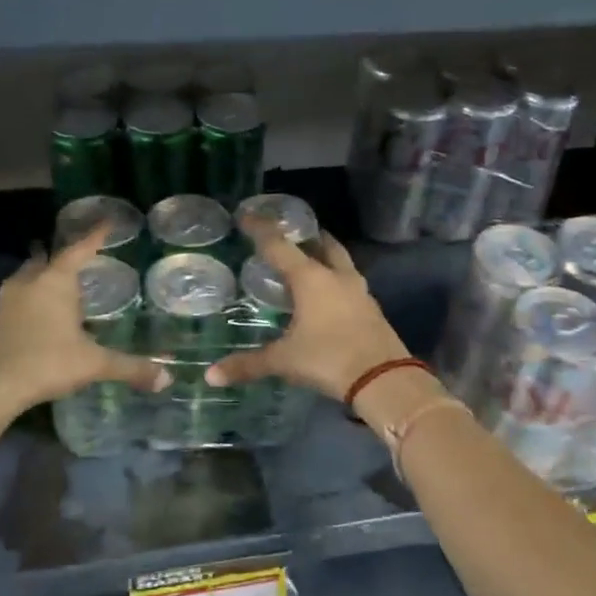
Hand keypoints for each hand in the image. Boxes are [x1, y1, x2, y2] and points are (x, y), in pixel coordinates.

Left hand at [0, 224, 169, 420]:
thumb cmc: (44, 362)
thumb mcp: (93, 365)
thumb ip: (129, 367)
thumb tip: (167, 379)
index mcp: (55, 282)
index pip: (79, 249)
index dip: (95, 236)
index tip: (107, 222)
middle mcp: (27, 283)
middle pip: (44, 259)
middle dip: (58, 257)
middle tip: (74, 260)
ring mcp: (3, 302)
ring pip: (24, 280)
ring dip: (39, 280)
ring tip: (55, 289)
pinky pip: (12, 302)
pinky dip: (26, 303)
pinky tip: (35, 321)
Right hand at [205, 221, 409, 400]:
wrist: (384, 379)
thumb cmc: (328, 359)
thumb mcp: (284, 361)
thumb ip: (247, 365)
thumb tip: (211, 376)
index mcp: (311, 279)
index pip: (279, 246)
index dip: (260, 229)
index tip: (246, 215)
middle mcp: (336, 277)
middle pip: (322, 244)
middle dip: (305, 236)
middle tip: (289, 234)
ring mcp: (359, 291)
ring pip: (340, 262)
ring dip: (325, 256)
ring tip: (309, 260)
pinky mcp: (372, 309)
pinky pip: (350, 283)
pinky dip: (336, 280)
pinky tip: (327, 295)